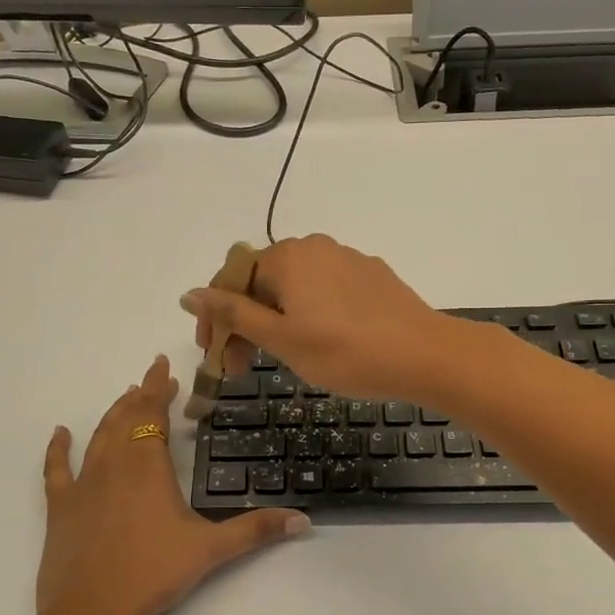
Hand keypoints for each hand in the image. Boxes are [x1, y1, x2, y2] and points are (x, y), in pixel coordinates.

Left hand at [38, 356, 307, 614]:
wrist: (90, 610)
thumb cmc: (152, 573)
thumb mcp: (210, 550)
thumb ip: (256, 531)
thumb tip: (303, 520)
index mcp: (148, 466)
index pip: (153, 414)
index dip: (159, 389)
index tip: (164, 368)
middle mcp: (114, 464)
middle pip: (126, 418)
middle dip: (140, 395)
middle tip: (151, 377)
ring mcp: (83, 484)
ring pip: (99, 436)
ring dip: (112, 414)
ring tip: (124, 397)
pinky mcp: (60, 507)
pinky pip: (57, 469)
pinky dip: (57, 449)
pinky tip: (60, 434)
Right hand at [181, 235, 457, 402]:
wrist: (425, 355)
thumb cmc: (346, 352)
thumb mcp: (281, 339)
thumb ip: (233, 314)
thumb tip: (189, 292)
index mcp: (287, 257)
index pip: (231, 280)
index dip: (214, 319)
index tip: (213, 356)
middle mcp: (314, 247)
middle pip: (262, 282)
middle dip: (244, 323)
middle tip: (240, 368)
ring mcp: (346, 259)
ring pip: (294, 288)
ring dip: (275, 320)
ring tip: (278, 357)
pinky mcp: (371, 276)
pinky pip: (324, 291)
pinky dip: (307, 314)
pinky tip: (319, 342)